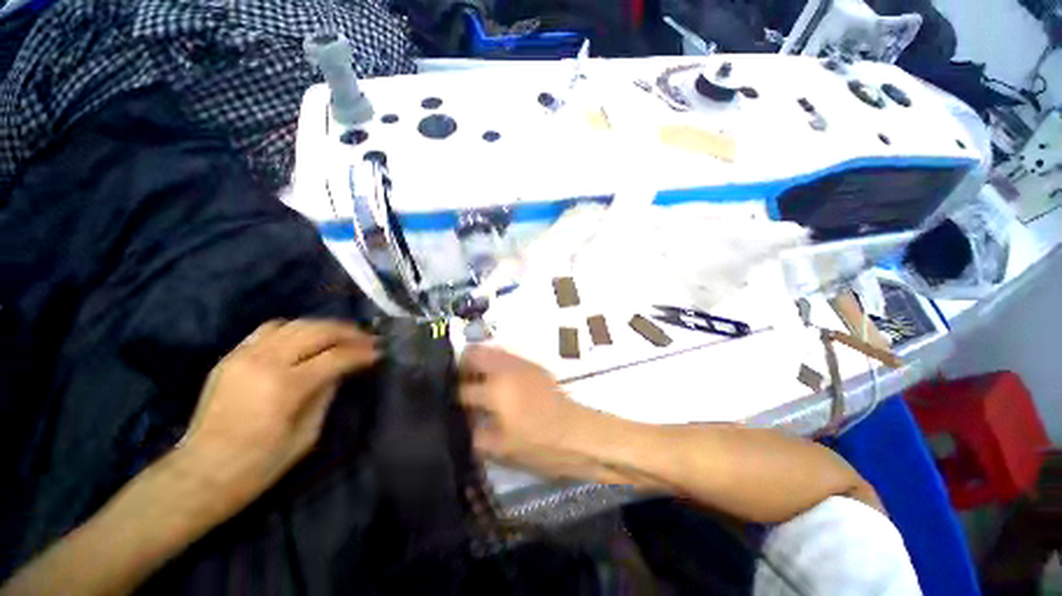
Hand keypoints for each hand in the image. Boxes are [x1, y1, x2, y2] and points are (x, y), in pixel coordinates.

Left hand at [179, 319, 377, 514]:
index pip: (335, 357)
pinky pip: (269, 329)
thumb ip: (326, 395)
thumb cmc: (259, 464)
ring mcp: (244, 355)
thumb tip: (341, 370)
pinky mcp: (231, 356)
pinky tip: (306, 339)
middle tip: (367, 339)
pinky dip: (295, 328)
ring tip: (342, 335)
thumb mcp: (306, 435)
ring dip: (324, 326)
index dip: (361, 353)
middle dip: (348, 332)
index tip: (379, 352)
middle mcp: (264, 362)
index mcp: (285, 386)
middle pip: (316, 331)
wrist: (200, 473)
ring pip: (295, 324)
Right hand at [458, 347, 601, 480]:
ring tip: (476, 382)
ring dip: (478, 362)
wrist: (576, 432)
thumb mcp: (500, 449)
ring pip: (489, 350)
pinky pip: (505, 355)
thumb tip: (460, 422)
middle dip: (460, 367)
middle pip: (473, 353)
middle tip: (458, 385)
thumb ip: (474, 433)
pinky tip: (496, 381)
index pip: (461, 389)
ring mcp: (520, 362)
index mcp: (495, 391)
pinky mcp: (531, 363)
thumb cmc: (539, 445)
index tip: (445, 404)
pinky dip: (494, 363)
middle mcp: (505, 369)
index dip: (450, 398)